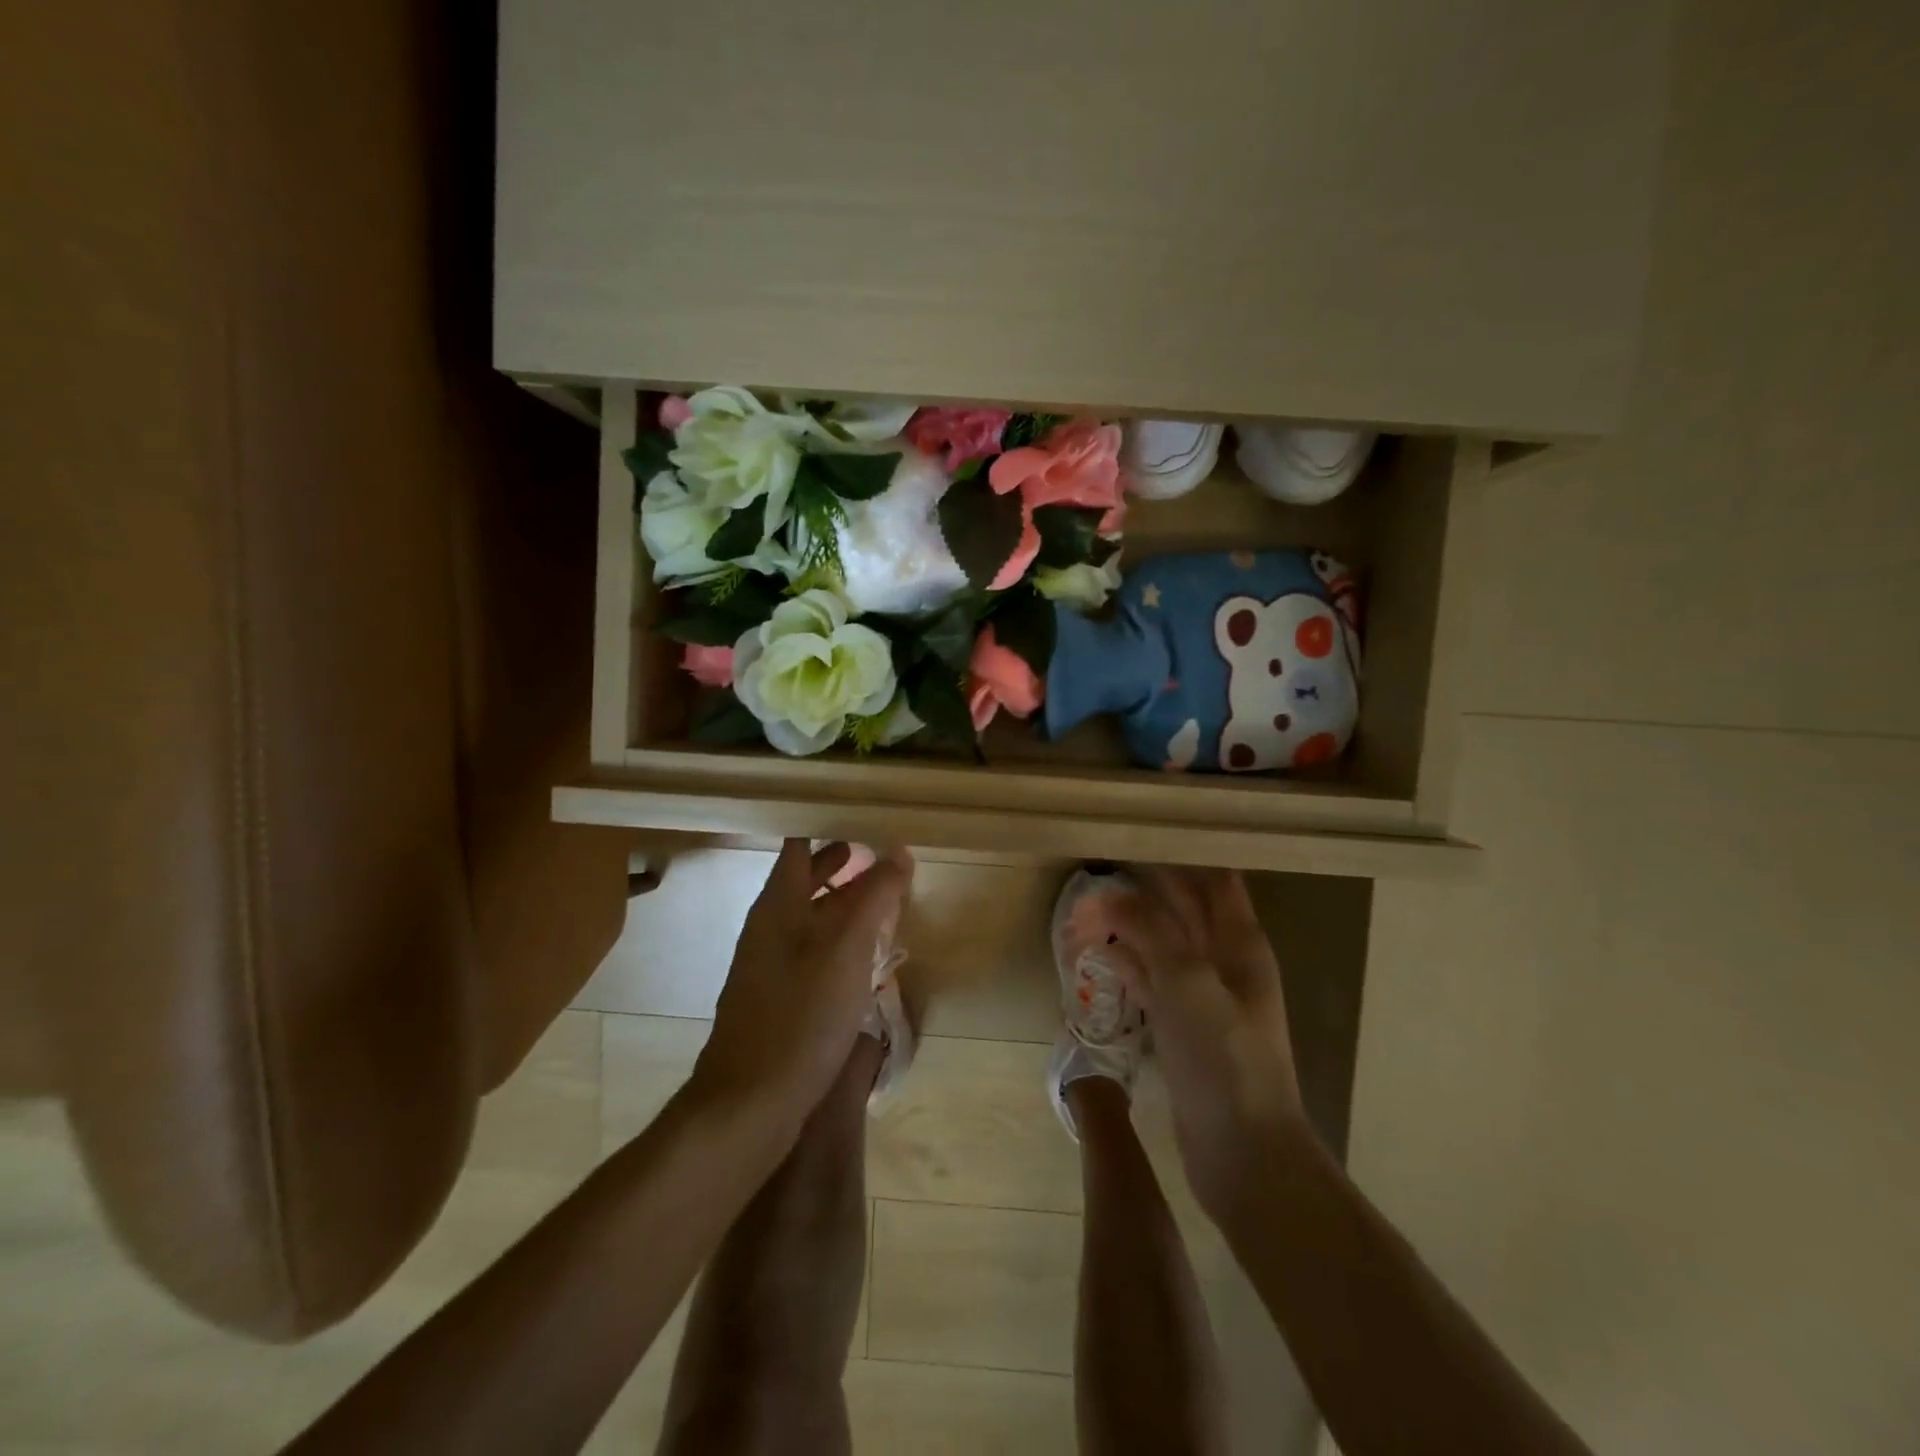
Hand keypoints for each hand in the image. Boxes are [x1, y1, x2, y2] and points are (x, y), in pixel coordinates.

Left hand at [694, 839, 913, 1117]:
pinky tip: (865, 955)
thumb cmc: (802, 1014)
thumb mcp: (848, 949)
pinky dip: (838, 938)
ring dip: (843, 902)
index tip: (864, 813)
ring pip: (810, 916)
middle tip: (880, 851)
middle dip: (840, 862)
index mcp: (777, 904)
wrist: (750, 1102)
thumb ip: (874, 896)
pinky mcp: (778, 997)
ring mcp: (769, 964)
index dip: (827, 824)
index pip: (798, 844)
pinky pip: (811, 950)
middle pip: (803, 878)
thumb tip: (899, 851)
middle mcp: (768, 926)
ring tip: (882, 899)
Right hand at [1110, 867, 1307, 1214]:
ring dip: (1128, 928)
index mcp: (1239, 943)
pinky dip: (1126, 966)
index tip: (1139, 834)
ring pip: (1162, 945)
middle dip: (1143, 889)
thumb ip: (1151, 930)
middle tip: (1097, 870)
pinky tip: (1098, 957)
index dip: (1182, 854)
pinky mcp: (1183, 1027)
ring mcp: (1203, 996)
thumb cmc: (1223, 1057)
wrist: (1243, 1152)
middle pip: (1182, 909)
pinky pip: (1151, 982)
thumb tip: (1110, 895)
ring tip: (1085, 913)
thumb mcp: (1187, 982)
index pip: (1214, 879)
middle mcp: (1224, 961)